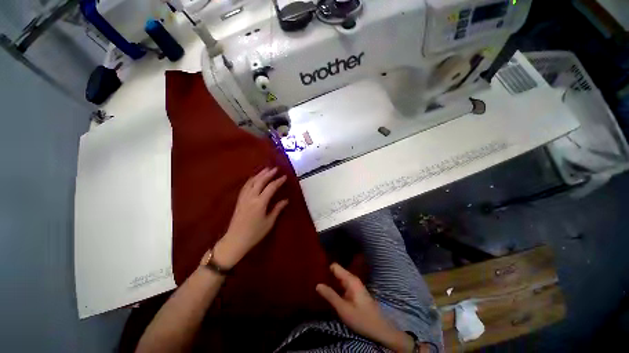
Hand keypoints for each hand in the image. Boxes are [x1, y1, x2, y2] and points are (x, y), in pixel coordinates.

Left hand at [213, 167, 288, 267]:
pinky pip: (245, 186)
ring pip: (252, 182)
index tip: (284, 176)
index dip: (278, 181)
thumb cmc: (255, 233)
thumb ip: (277, 209)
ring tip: (266, 169)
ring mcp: (244, 198)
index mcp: (260, 203)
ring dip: (259, 174)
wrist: (235, 240)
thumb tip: (286, 200)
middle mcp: (251, 197)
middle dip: (268, 174)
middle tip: (275, 168)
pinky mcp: (239, 200)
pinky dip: (251, 180)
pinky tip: (254, 178)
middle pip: (260, 181)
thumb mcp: (269, 222)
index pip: (271, 188)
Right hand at [316, 263, 416, 352]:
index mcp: (350, 280)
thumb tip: (317, 284)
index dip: (325, 268)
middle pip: (336, 272)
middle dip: (326, 275)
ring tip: (318, 286)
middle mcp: (352, 279)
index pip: (335, 266)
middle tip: (313, 280)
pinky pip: (342, 285)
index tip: (314, 272)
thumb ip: (330, 296)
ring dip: (330, 282)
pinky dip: (335, 287)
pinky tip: (328, 293)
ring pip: (338, 279)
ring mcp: (354, 285)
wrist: (381, 330)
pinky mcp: (354, 292)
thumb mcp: (343, 309)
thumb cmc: (362, 319)